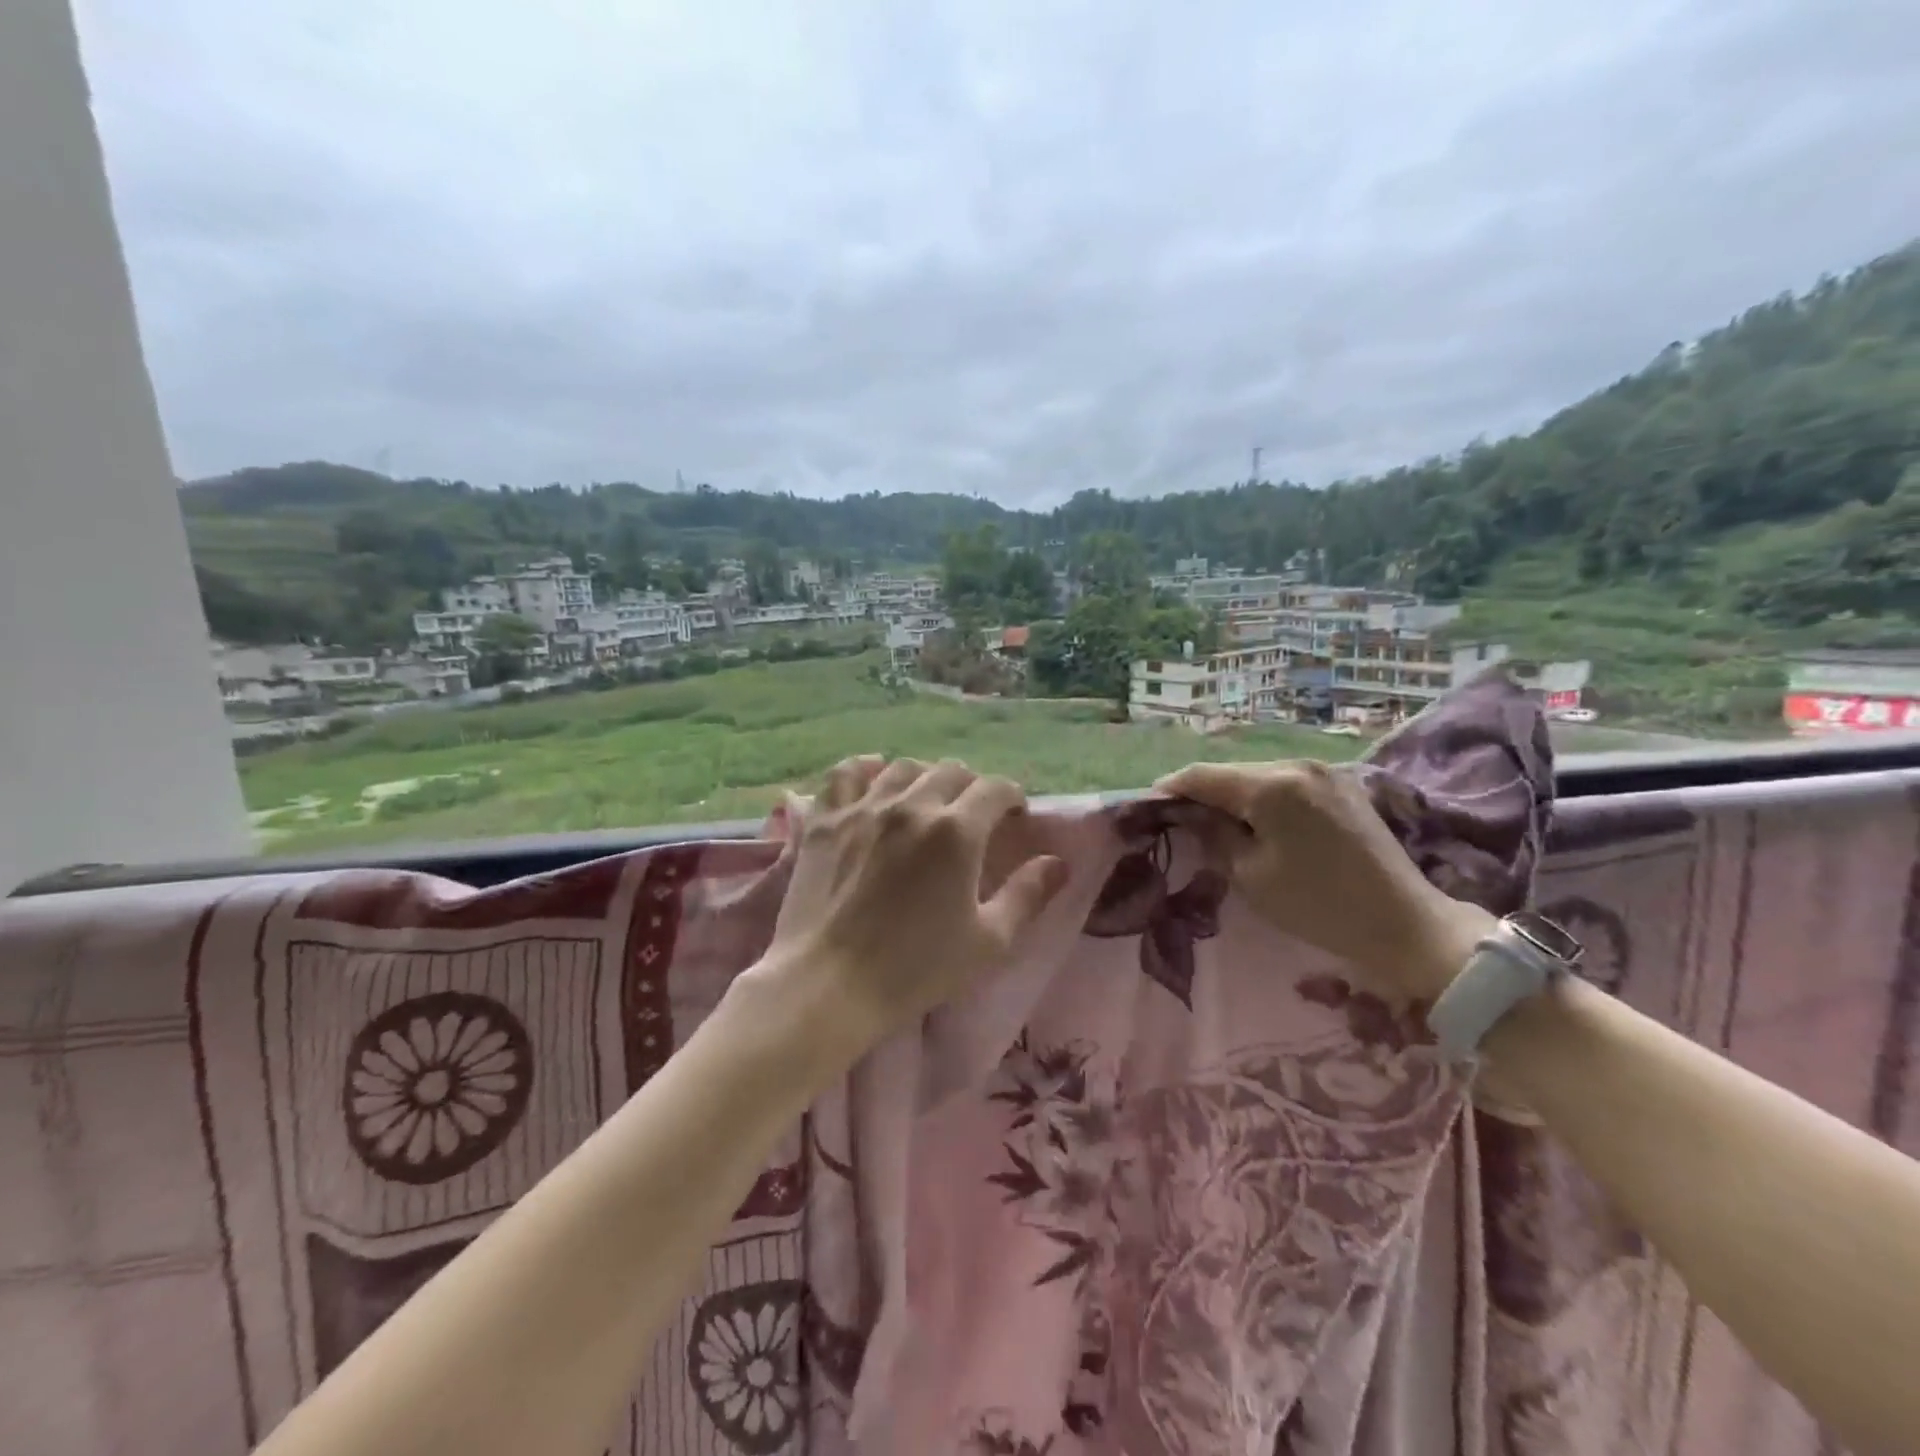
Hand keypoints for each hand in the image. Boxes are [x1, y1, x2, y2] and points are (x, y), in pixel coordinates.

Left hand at [753, 755, 1068, 1060]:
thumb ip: (1027, 895)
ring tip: (928, 801)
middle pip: (952, 771)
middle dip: (972, 787)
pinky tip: (874, 777)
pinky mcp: (824, 820)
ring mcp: (863, 808)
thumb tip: (1058, 863)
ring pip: (903, 767)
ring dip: (925, 777)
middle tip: (973, 816)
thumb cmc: (916, 968)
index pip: (995, 788)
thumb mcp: (988, 941)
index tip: (1015, 817)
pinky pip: (846, 773)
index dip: (1012, 798)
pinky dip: (865, 769)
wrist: (829, 984)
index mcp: (957, 830)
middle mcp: (912, 804)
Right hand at [1155, 759, 1492, 1000]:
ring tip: (1214, 823)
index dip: (1170, 789)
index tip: (1147, 807)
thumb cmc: (1318, 905)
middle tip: (1177, 820)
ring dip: (1232, 795)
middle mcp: (1297, 765)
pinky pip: (1285, 784)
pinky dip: (1262, 798)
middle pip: (1230, 772)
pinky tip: (1255, 821)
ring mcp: (1323, 772)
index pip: (1202, 776)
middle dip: (1200, 793)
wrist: (1405, 923)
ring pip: (1257, 776)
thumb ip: (1214, 834)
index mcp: (1272, 785)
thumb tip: (1189, 814)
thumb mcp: (1251, 875)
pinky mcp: (1341, 785)